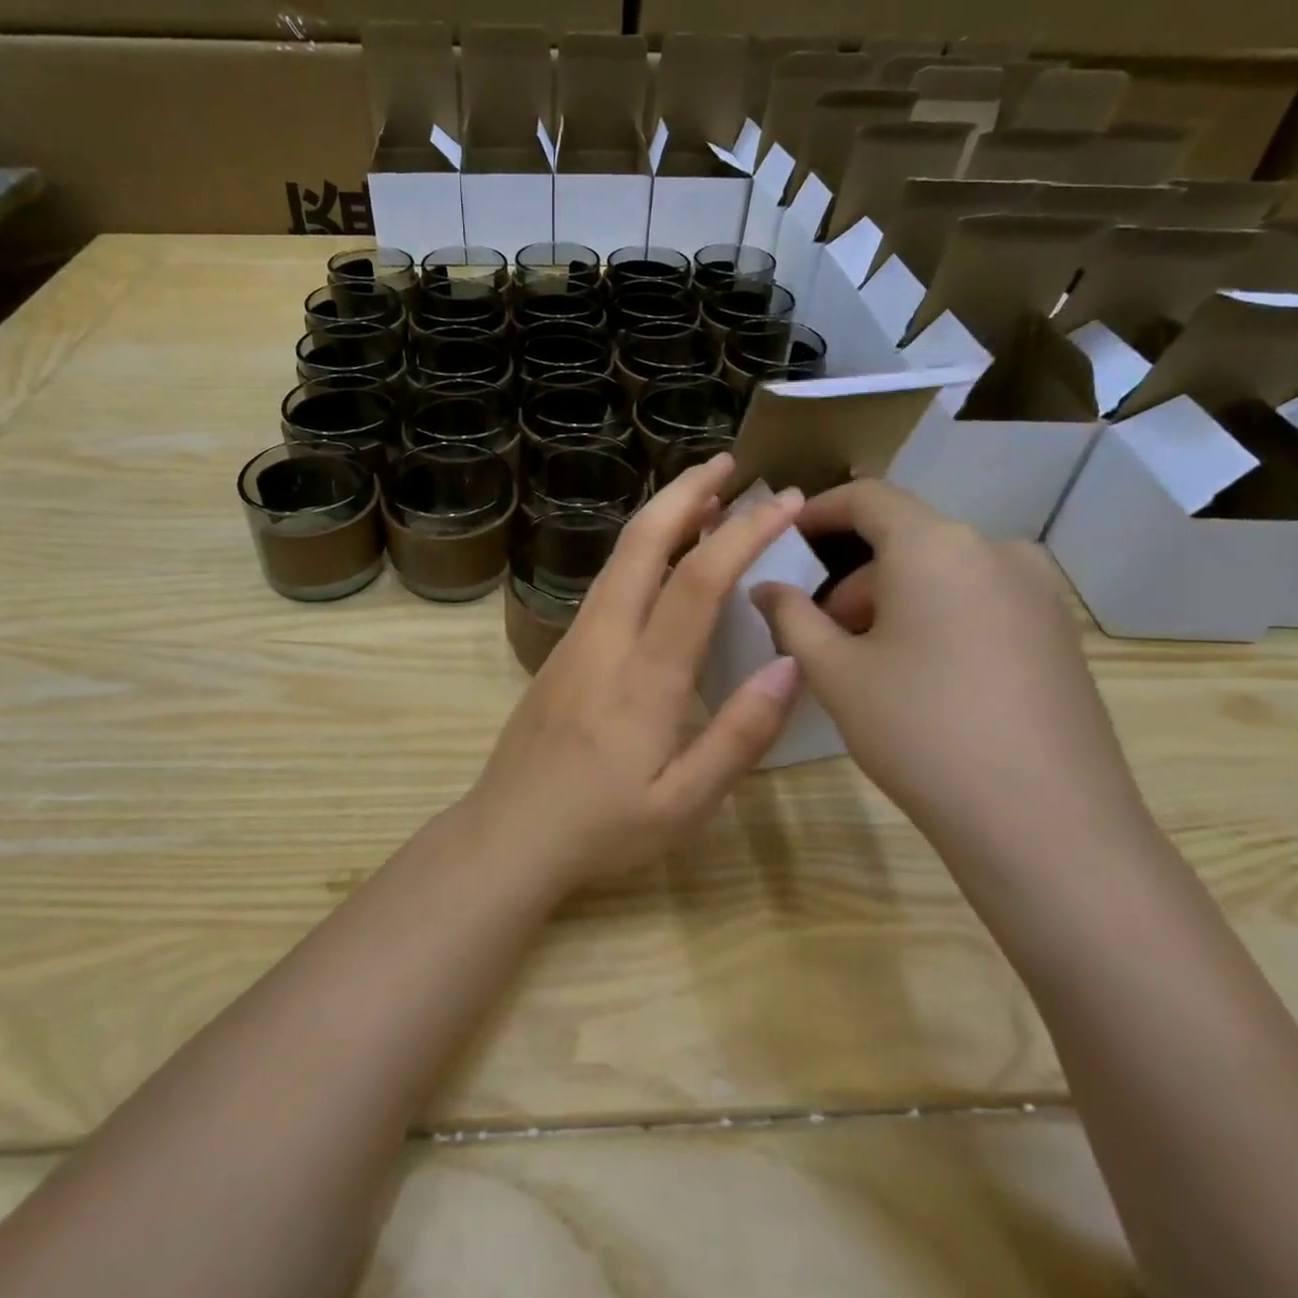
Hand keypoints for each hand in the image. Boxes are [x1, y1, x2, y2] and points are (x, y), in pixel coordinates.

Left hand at [463, 456, 805, 892]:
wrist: (507, 835)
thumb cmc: (601, 828)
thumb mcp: (685, 803)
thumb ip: (740, 735)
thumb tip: (790, 664)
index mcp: (643, 677)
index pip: (697, 580)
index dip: (744, 531)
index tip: (786, 500)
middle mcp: (604, 640)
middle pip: (641, 542)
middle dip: (686, 492)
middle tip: (730, 463)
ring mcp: (574, 641)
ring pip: (617, 557)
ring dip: (661, 516)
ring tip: (705, 498)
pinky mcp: (560, 651)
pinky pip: (606, 583)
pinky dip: (640, 551)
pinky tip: (661, 560)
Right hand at [751, 481, 1145, 846]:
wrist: (1046, 825)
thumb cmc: (920, 731)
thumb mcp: (836, 673)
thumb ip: (791, 617)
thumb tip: (765, 588)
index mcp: (935, 545)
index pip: (868, 497)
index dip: (818, 512)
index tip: (783, 540)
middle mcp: (995, 550)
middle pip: (904, 542)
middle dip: (851, 581)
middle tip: (816, 636)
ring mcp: (1037, 591)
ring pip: (941, 576)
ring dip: (891, 604)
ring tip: (865, 667)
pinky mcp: (1059, 633)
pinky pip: (978, 603)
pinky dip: (935, 621)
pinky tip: (921, 681)